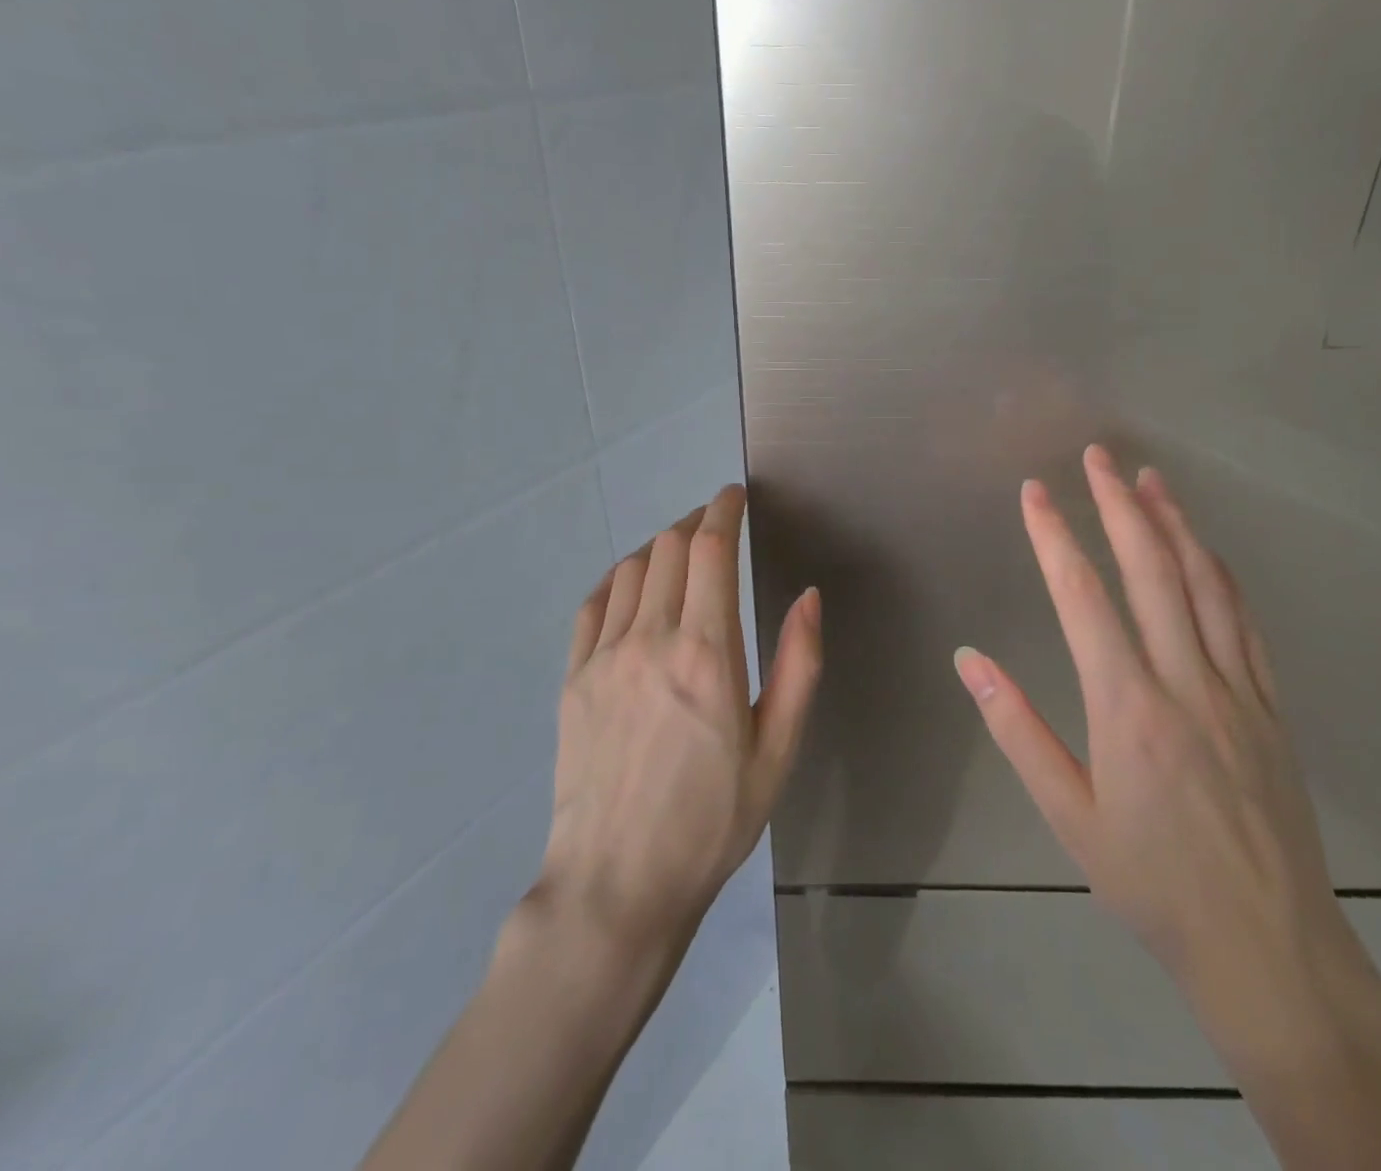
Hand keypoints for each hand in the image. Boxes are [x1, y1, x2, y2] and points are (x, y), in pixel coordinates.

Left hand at [531, 484, 822, 957]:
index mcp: (707, 654)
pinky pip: (594, 604)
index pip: (711, 550)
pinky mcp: (573, 680)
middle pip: (669, 548)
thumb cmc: (713, 821)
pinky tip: (634, 586)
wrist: (617, 885)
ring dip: (660, 546)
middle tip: (717, 525)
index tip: (735, 495)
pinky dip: (619, 579)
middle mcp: (650, 640)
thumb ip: (798, 664)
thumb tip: (807, 595)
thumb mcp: (778, 750)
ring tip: (682, 551)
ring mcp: (603, 658)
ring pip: (631, 569)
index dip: (723, 511)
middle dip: (696, 522)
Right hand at [954, 446, 1380, 1070]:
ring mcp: (1237, 689)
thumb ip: (1017, 730)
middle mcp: (1185, 682)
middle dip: (1119, 505)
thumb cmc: (1152, 882)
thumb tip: (970, 660)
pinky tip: (1205, 548)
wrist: (1268, 946)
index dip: (1055, 537)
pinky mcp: (1271, 706)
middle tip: (1098, 456)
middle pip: (1151, 571)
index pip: (1083, 597)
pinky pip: (1245, 622)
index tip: (1035, 492)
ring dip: (1174, 523)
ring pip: (1205, 584)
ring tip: (1149, 478)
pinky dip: (1220, 573)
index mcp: (1127, 708)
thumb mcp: (1068, 815)